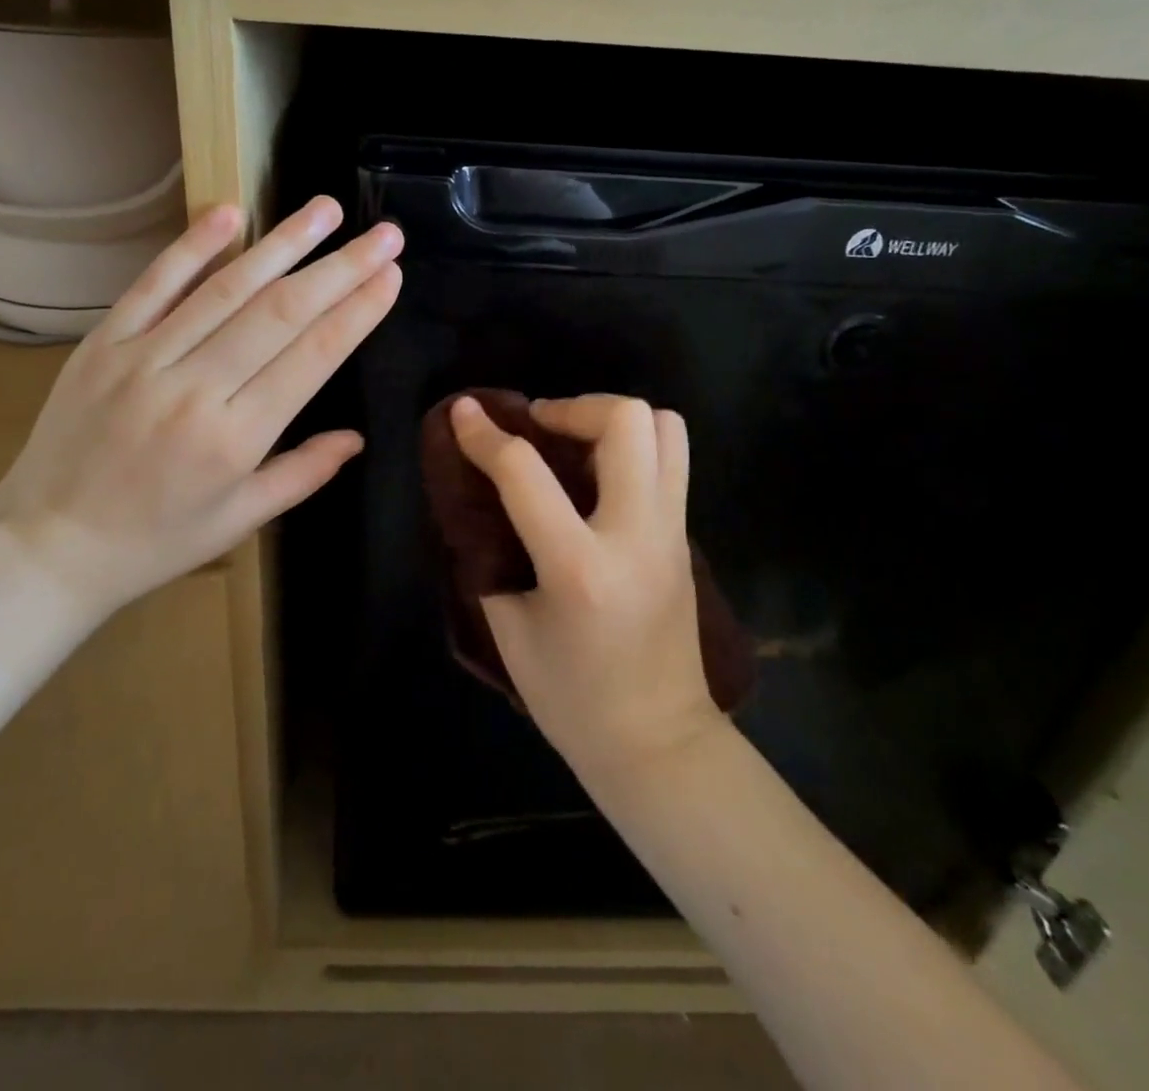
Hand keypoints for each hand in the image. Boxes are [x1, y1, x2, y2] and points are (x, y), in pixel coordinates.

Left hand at [0, 197, 401, 619]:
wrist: (49, 545)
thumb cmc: (155, 541)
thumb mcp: (239, 520)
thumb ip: (303, 473)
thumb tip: (357, 438)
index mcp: (235, 438)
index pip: (311, 358)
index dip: (356, 313)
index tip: (390, 276)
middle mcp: (195, 388)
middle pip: (281, 313)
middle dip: (340, 269)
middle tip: (384, 234)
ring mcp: (144, 358)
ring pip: (226, 288)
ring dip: (282, 243)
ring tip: (326, 209)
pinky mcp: (104, 343)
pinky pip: (153, 285)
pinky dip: (193, 246)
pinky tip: (232, 212)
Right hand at [450, 393, 718, 778]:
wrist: (658, 743)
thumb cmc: (572, 699)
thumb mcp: (510, 631)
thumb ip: (490, 558)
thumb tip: (477, 503)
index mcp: (579, 568)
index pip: (525, 474)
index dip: (484, 435)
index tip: (463, 412)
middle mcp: (636, 535)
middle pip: (626, 422)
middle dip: (574, 406)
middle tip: (540, 428)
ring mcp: (671, 532)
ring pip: (666, 429)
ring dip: (613, 419)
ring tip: (575, 443)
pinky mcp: (685, 536)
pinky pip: (671, 461)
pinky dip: (633, 446)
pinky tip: (597, 476)